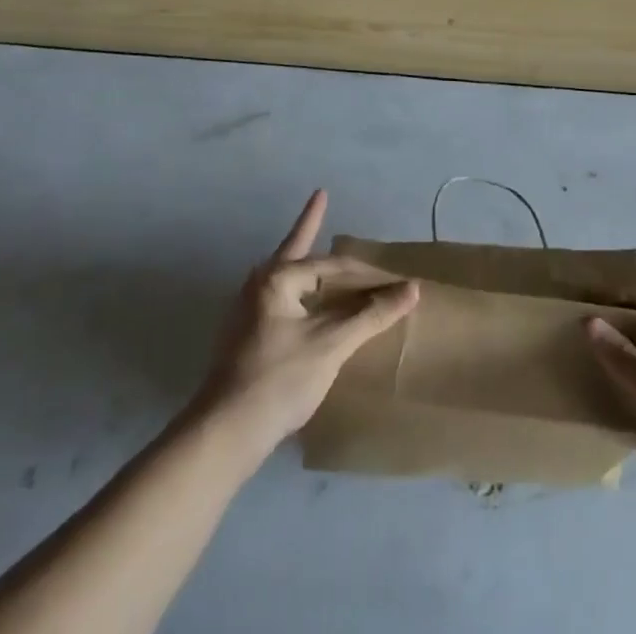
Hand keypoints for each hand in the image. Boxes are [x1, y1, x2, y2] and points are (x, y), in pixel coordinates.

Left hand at [188, 190, 418, 460]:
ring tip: (312, 241)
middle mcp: (258, 286)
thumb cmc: (279, 379)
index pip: (331, 265)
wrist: (223, 436)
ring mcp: (247, 313)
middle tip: (320, 198)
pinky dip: (299, 291)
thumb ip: (372, 315)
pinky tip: (304, 301)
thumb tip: (412, 289)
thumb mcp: (332, 344)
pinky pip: (280, 300)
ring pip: (286, 276)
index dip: (365, 273)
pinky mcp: (244, 339)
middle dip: (309, 226)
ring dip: (304, 260)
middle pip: (295, 251)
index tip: (392, 276)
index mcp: (277, 279)